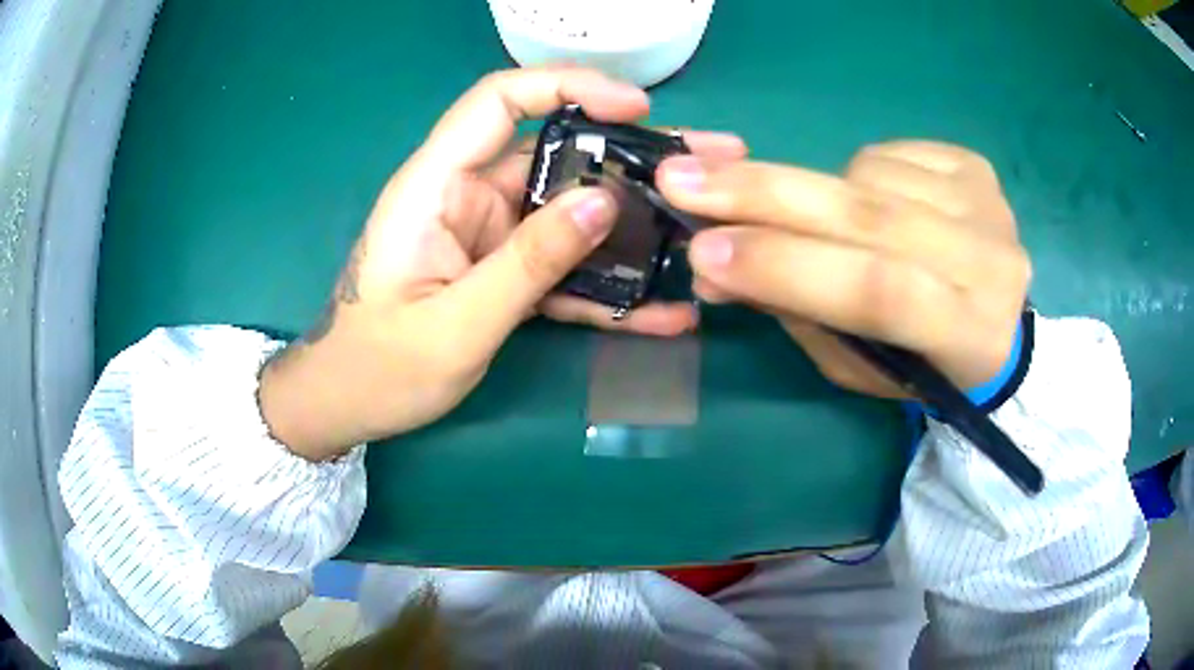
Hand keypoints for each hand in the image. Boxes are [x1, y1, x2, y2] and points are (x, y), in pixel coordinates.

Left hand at [260, 66, 746, 459]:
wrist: (347, 405)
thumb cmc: (379, 368)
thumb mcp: (456, 324)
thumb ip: (528, 262)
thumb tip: (604, 204)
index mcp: (435, 186)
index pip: (500, 101)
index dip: (568, 86)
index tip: (636, 108)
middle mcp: (465, 196)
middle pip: (554, 154)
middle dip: (630, 159)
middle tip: (705, 167)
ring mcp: (488, 235)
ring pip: (568, 211)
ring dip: (631, 225)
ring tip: (699, 233)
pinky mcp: (501, 270)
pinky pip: (560, 264)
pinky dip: (604, 283)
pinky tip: (657, 307)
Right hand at [657, 141, 1030, 396]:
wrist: (995, 321)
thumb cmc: (924, 366)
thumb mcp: (860, 365)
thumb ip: (799, 315)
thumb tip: (714, 266)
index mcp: (969, 335)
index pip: (877, 292)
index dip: (789, 267)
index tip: (703, 253)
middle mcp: (990, 261)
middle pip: (872, 216)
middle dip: (766, 195)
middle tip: (682, 177)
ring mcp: (988, 204)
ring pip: (870, 176)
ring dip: (821, 193)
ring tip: (823, 221)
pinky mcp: (976, 167)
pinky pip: (889, 153)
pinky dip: (857, 174)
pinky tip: (869, 200)